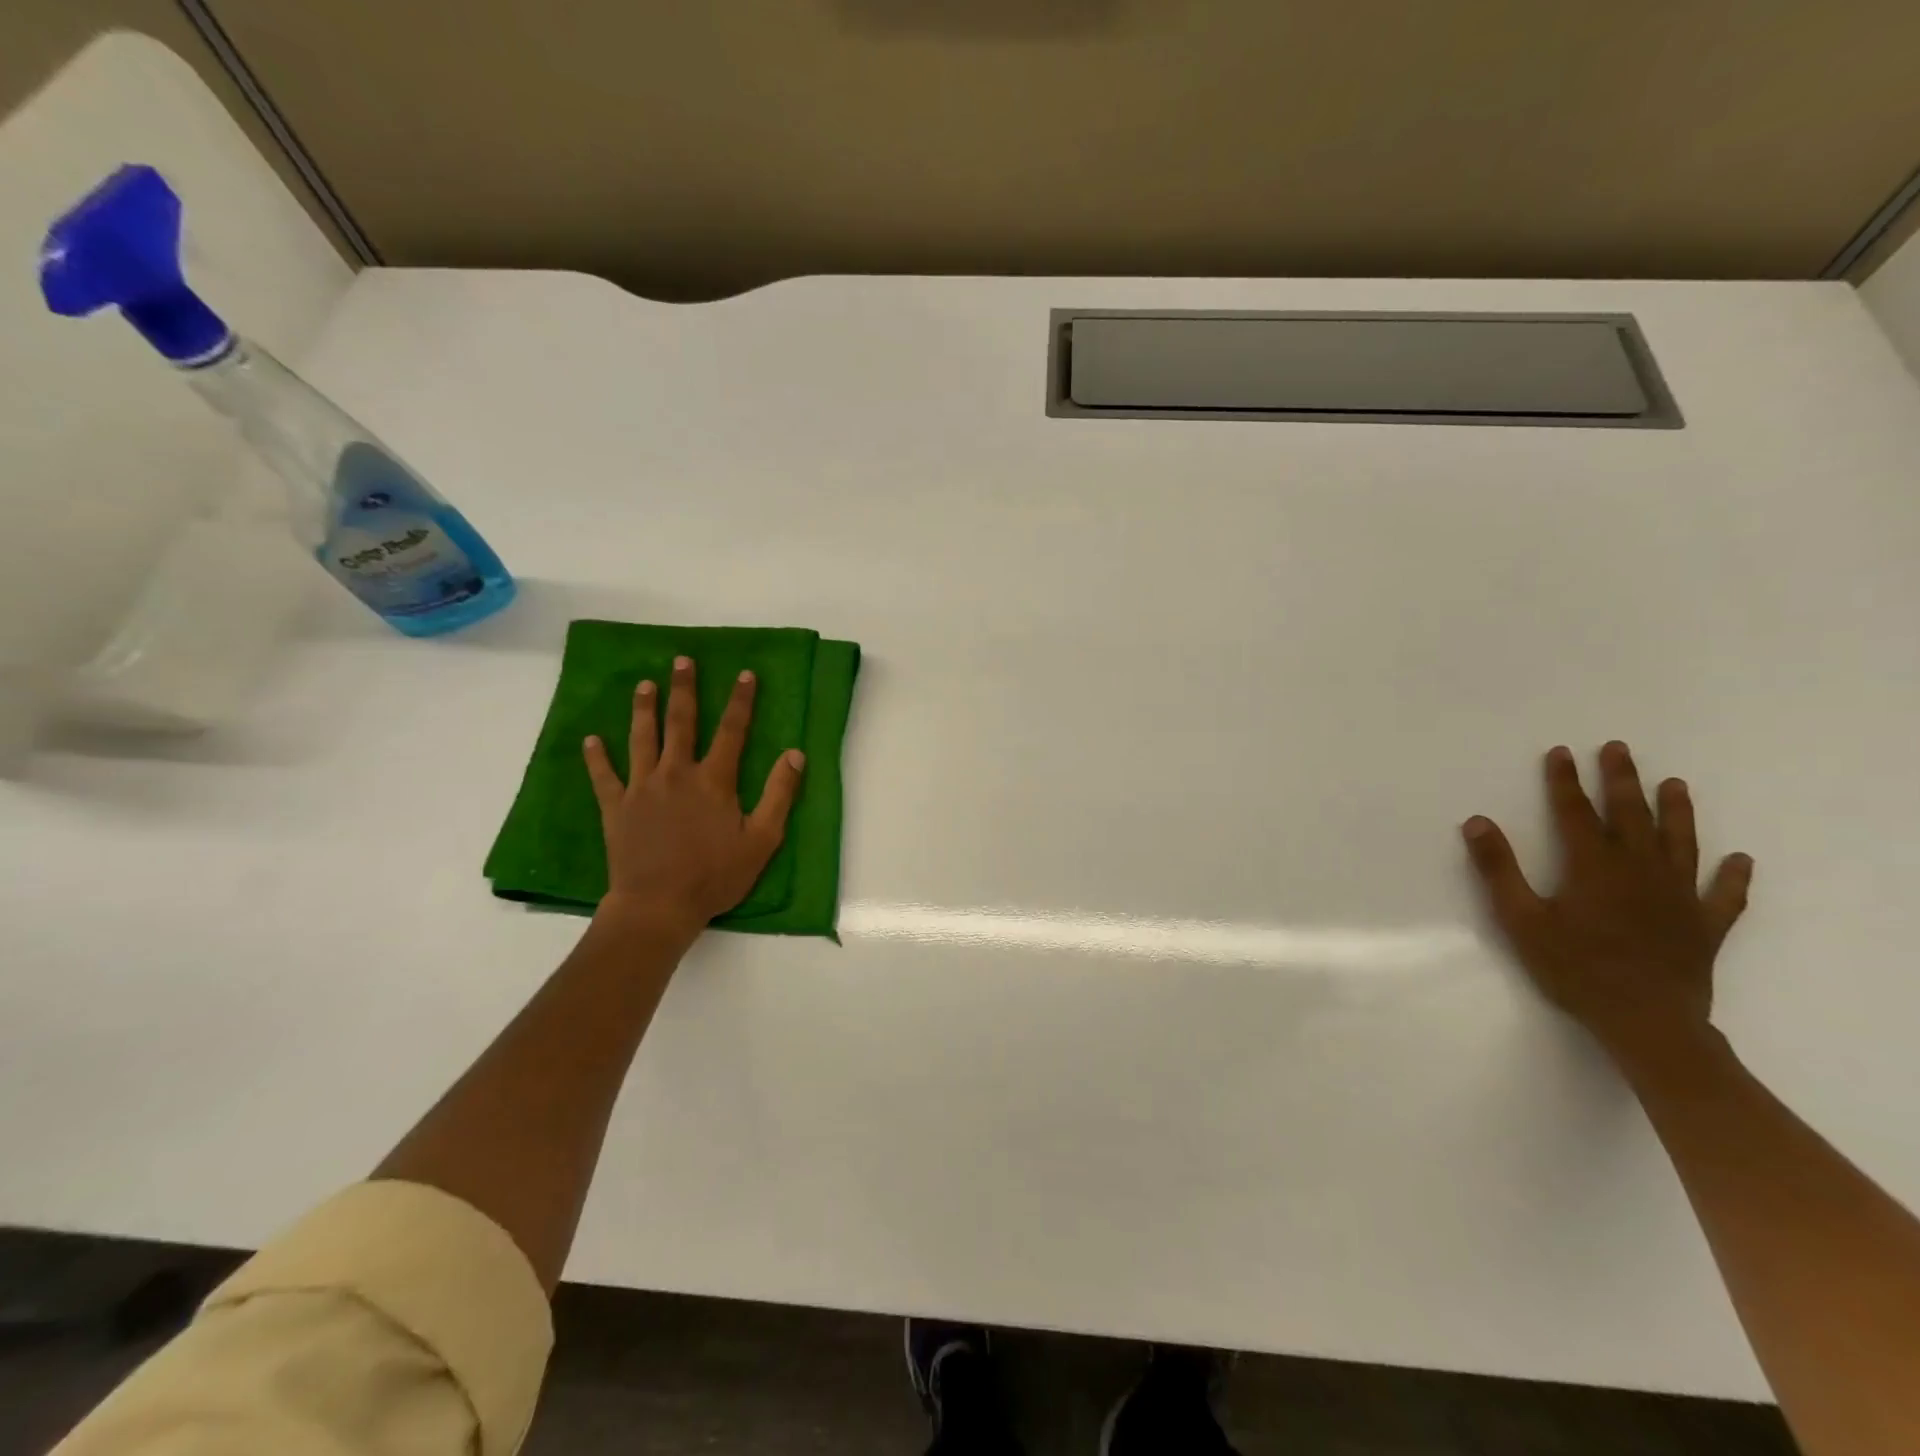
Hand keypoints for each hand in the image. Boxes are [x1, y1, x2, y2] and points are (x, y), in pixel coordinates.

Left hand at [583, 655, 804, 939]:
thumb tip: (795, 754)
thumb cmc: (715, 875)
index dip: (741, 701)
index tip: (745, 674)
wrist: (658, 906)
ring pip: (642, 739)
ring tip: (644, 685)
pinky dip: (597, 757)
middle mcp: (676, 774)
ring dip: (644, 710)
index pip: (732, 731)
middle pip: (681, 723)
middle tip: (681, 661)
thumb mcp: (761, 840)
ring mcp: (642, 788)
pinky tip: (592, 739)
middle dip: (684, 690)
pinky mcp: (616, 808)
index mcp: (714, 780)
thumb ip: (779, 794)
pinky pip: (604, 776)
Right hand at [1462, 742, 1752, 1066]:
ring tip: (1675, 784)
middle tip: (1619, 749)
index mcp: (1595, 867)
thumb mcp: (1521, 919)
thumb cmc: (1576, 968)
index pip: (1576, 813)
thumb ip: (1498, 869)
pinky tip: (1739, 860)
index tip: (1561, 752)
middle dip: (1622, 780)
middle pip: (1632, 816)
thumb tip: (1477, 822)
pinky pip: (1724, 895)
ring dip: (1677, 812)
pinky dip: (1733, 876)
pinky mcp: (1704, 925)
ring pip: (1680, 844)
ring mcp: (1679, 897)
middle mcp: (1641, 871)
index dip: (1565, 781)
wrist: (1647, 1021)